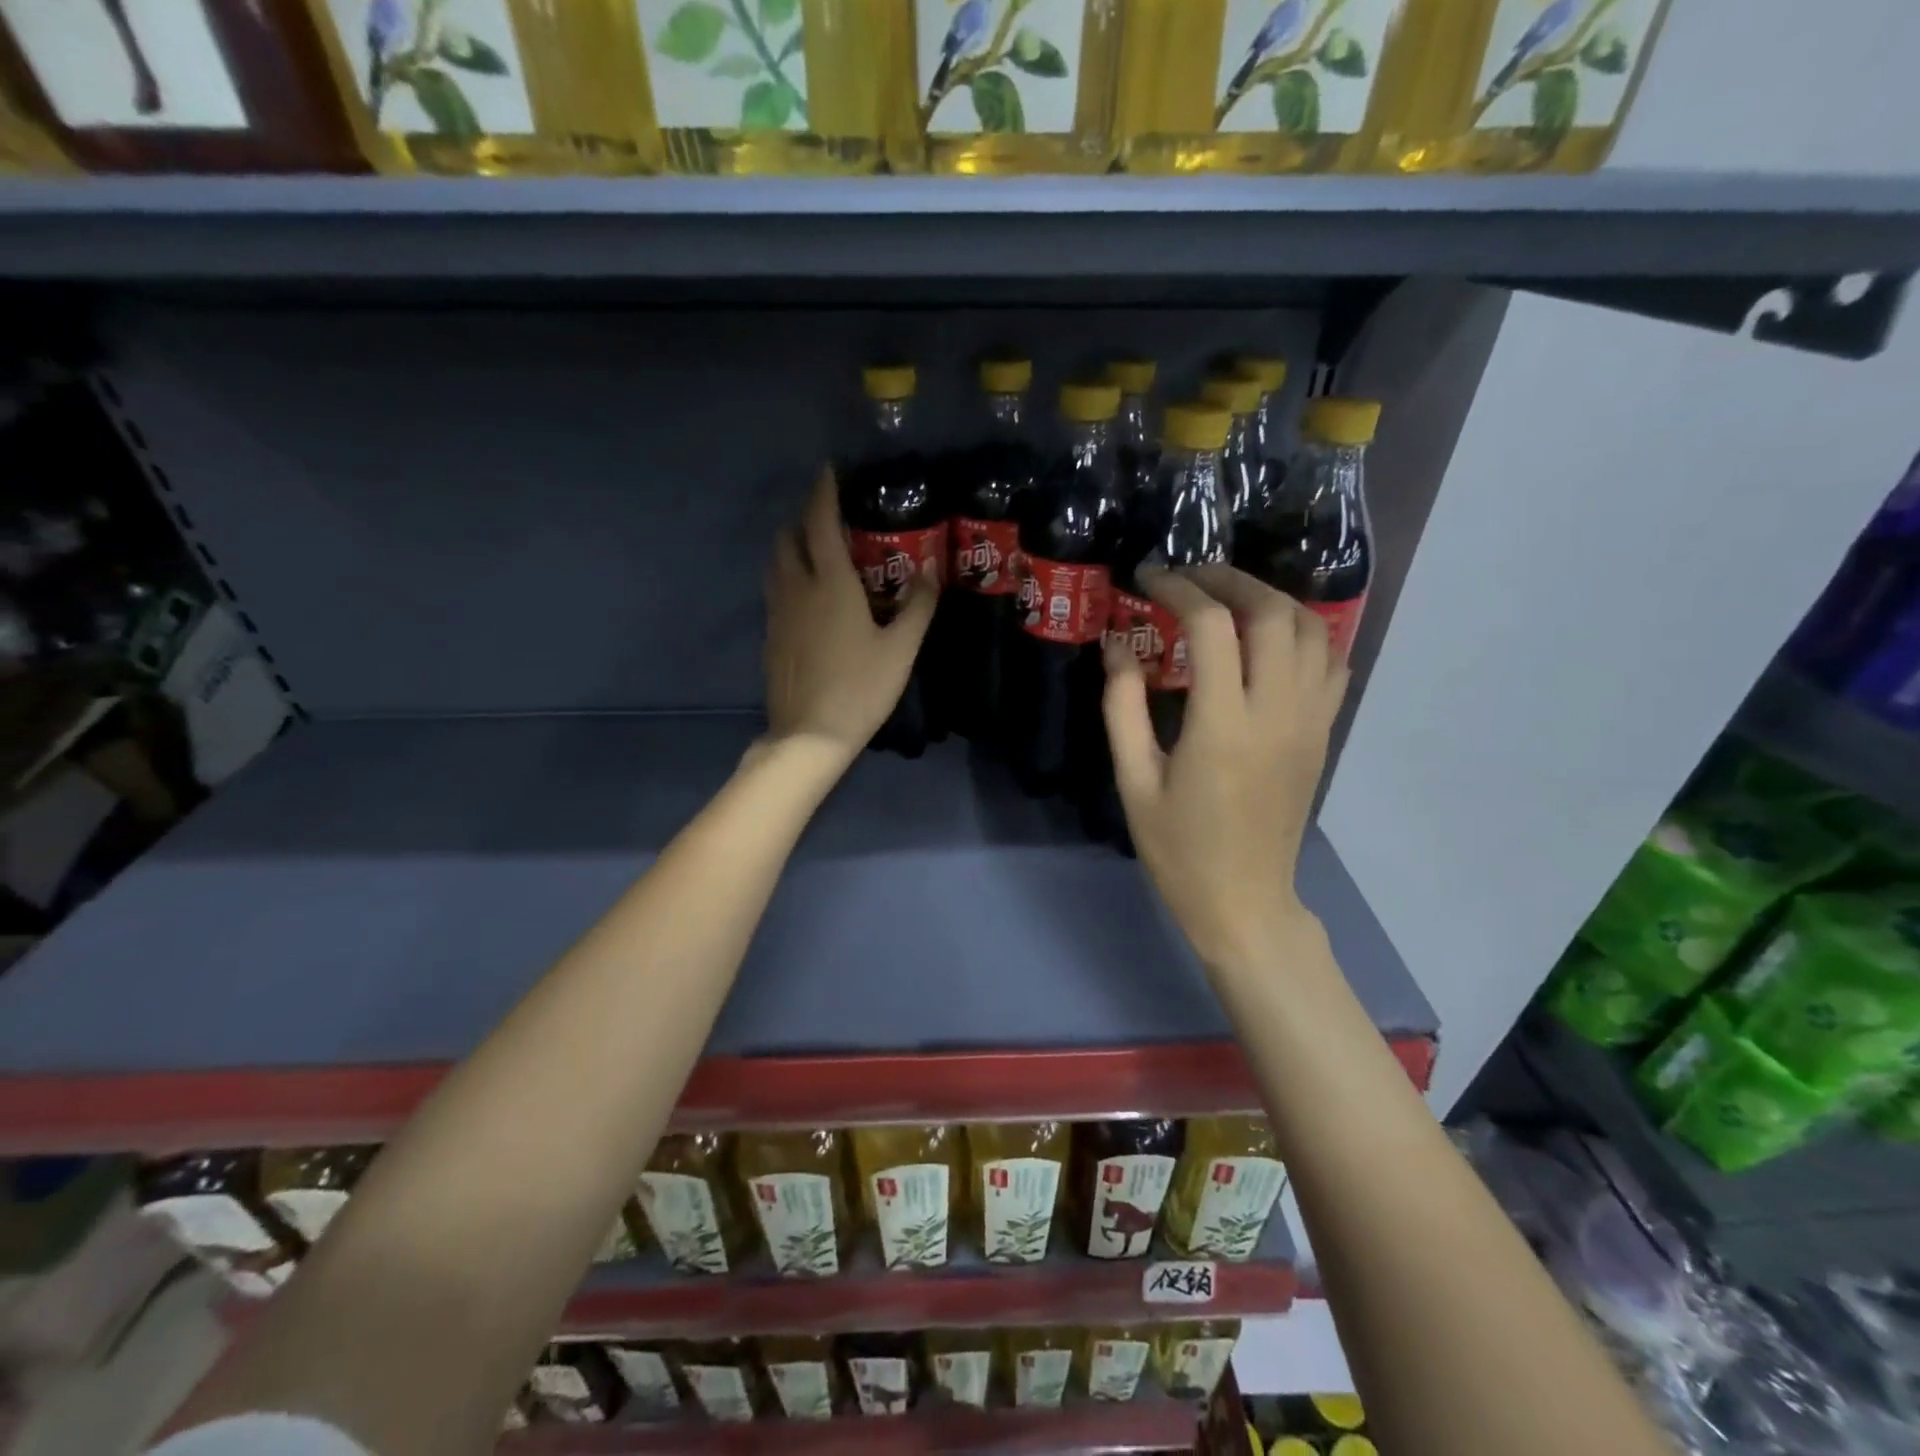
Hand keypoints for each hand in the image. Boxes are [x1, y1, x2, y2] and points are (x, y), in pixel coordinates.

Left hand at [763, 469, 936, 760]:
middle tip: (829, 520)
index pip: (820, 523)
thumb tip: (930, 571)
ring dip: (791, 548)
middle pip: (787, 538)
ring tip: (817, 554)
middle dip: (803, 519)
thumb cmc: (860, 688)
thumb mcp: (900, 649)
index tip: (830, 471)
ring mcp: (778, 614)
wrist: (809, 735)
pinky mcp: (770, 637)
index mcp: (830, 584)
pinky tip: (809, 600)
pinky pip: (775, 593)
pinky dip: (788, 580)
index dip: (823, 492)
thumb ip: (917, 606)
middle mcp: (796, 589)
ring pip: (776, 565)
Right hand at [1102, 565, 1347, 973]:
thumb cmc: (1179, 849)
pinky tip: (1271, 637)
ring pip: (1312, 630)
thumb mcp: (1134, 781)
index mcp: (1223, 725)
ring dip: (1272, 599)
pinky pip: (1331, 663)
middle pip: (1273, 612)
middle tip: (1190, 578)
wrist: (1244, 901)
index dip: (1179, 590)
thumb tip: (1116, 645)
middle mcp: (1277, 712)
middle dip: (1230, 580)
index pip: (1211, 627)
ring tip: (1230, 598)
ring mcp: (1311, 721)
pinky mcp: (1323, 734)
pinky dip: (1305, 633)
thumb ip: (1122, 707)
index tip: (1149, 580)